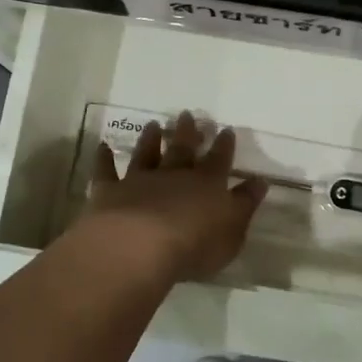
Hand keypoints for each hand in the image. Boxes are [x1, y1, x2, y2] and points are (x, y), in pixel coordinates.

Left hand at [83, 111, 268, 282]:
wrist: (139, 246)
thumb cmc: (195, 245)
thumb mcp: (233, 231)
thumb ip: (245, 205)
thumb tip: (259, 182)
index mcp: (207, 184)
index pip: (219, 160)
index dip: (224, 145)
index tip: (226, 129)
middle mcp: (174, 175)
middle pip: (182, 149)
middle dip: (188, 132)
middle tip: (187, 114)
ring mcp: (140, 181)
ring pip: (146, 154)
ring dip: (150, 139)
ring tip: (154, 124)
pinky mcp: (110, 191)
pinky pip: (106, 171)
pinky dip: (104, 159)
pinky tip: (102, 147)